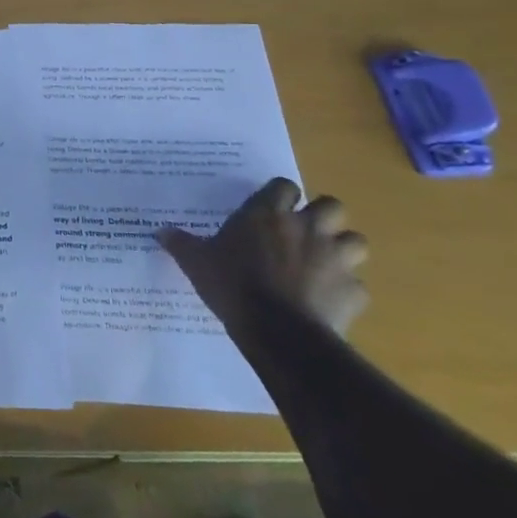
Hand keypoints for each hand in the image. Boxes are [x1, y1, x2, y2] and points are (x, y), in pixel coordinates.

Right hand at [157, 177, 369, 335]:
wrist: (279, 331)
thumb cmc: (233, 285)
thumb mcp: (196, 262)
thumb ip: (181, 244)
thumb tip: (159, 231)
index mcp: (268, 215)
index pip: (284, 186)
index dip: (281, 195)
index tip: (272, 208)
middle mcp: (307, 228)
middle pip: (332, 206)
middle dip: (324, 217)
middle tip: (305, 232)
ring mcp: (336, 259)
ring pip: (356, 242)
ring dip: (344, 249)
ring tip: (326, 264)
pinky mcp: (354, 291)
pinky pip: (357, 286)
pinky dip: (346, 291)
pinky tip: (329, 301)